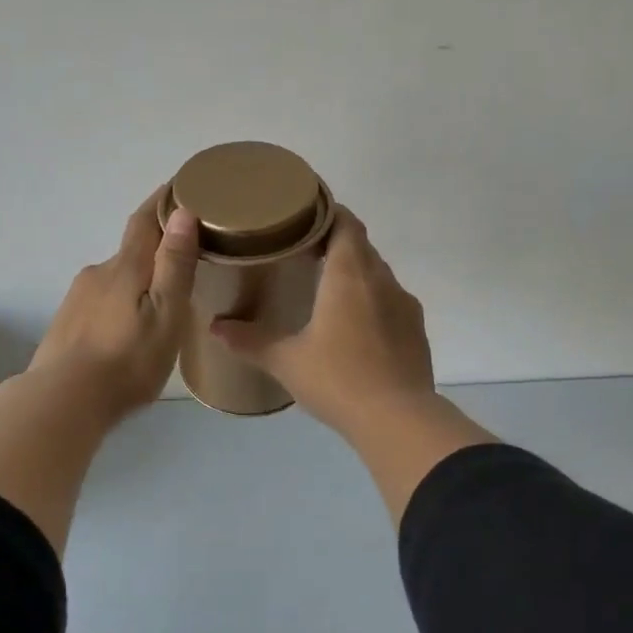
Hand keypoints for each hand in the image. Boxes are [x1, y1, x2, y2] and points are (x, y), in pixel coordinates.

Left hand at [28, 194, 200, 425]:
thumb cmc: (127, 359)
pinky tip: (128, 330)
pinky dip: (120, 304)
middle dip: (156, 250)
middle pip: (131, 251)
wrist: (63, 401)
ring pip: (116, 280)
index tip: (180, 186)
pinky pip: (101, 302)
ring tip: (160, 304)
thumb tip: (183, 212)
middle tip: (186, 262)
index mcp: (126, 267)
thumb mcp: (166, 313)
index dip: (162, 201)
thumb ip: (174, 264)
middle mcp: (98, 273)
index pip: (145, 220)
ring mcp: (77, 298)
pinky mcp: (67, 323)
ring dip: (137, 282)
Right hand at [211, 208, 435, 435]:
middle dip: (336, 243)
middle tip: (304, 253)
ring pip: (379, 275)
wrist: (398, 419)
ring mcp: (405, 305)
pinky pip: (392, 302)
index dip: (327, 213)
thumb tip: (216, 327)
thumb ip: (250, 341)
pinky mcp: (417, 330)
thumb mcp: (287, 361)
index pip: (345, 223)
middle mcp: (382, 280)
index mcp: (351, 275)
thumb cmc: (338, 380)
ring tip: (327, 290)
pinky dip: (372, 302)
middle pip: (361, 246)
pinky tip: (355, 327)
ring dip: (356, 274)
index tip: (303, 217)